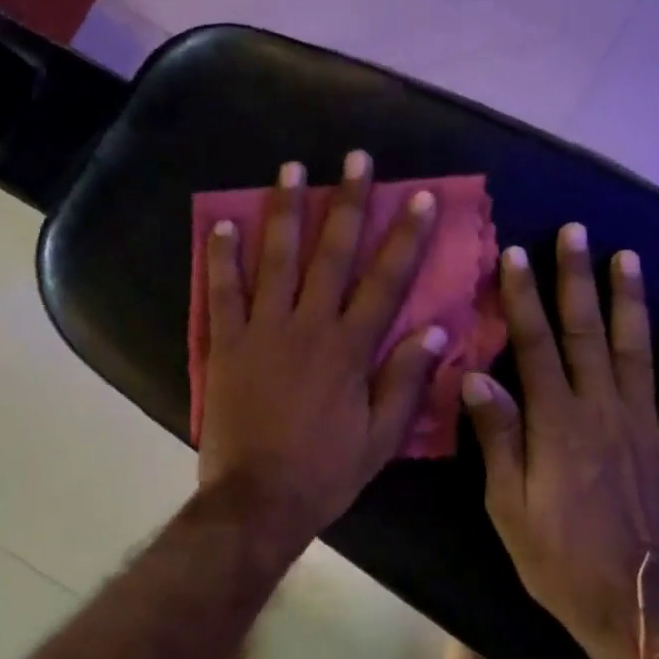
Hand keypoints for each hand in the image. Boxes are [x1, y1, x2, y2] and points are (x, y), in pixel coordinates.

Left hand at [199, 152, 447, 543]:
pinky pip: (223, 292)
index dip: (407, 237)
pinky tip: (223, 223)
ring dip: (285, 211)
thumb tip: (435, 332)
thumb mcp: (381, 438)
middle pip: (333, 253)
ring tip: (291, 169)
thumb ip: (406, 382)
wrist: (257, 499)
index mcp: (350, 348)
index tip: (420, 197)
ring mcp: (263, 330)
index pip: (387, 281)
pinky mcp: (227, 343)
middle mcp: (308, 325)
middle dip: (348, 202)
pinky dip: (222, 257)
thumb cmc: (325, 471)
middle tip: (356, 158)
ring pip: (277, 258)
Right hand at [464, 227, 658, 658]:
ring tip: (626, 256)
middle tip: (577, 231)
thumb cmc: (557, 556)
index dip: (523, 297)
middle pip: (587, 332)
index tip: (517, 254)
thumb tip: (476, 375)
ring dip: (631, 299)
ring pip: (637, 348)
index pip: (535, 344)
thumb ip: (497, 436)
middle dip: (577, 278)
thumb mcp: (508, 504)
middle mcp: (602, 409)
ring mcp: (646, 424)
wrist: (636, 606)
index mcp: (556, 421)